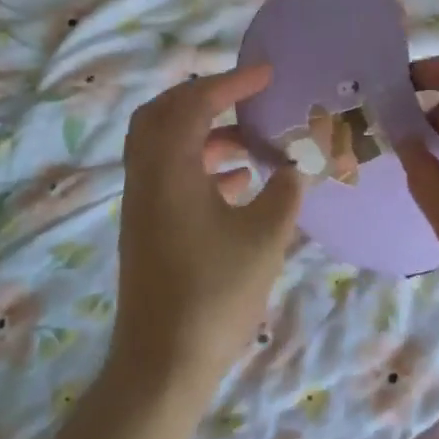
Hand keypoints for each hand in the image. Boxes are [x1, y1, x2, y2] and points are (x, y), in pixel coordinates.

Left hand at [110, 65, 304, 401]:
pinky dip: (200, 164)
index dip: (233, 82)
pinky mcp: (147, 227)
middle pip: (163, 113)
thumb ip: (285, 192)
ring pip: (164, 145)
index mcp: (170, 168)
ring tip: (251, 143)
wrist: (162, 363)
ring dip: (204, 133)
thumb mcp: (265, 237)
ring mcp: (142, 203)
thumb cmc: (215, 294)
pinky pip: (169, 174)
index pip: (195, 103)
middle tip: (245, 97)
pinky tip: (238, 183)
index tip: (268, 74)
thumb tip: (296, 168)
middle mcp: (147, 176)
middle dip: (204, 97)